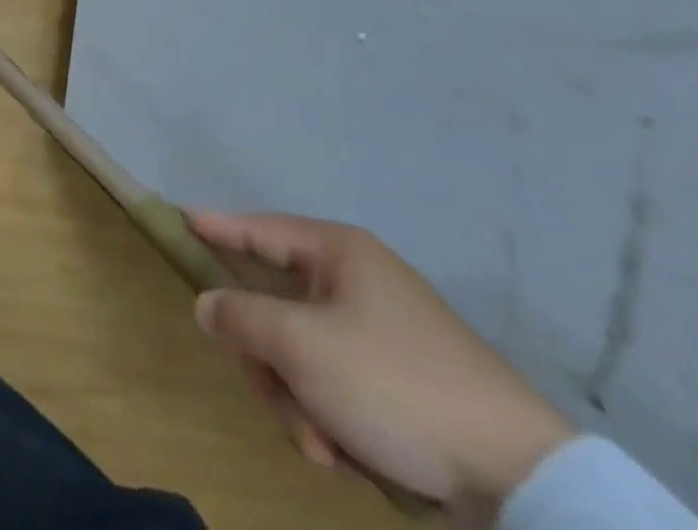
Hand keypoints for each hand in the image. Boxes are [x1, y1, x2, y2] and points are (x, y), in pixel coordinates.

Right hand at [190, 212, 572, 524]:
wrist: (519, 478)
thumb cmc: (394, 384)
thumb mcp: (301, 346)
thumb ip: (240, 317)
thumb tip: (207, 303)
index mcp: (337, 253)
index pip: (257, 228)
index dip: (215, 227)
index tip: (177, 219)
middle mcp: (356, 281)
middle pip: (274, 305)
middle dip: (268, 361)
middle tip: (272, 395)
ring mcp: (379, 332)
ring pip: (300, 353)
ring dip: (298, 401)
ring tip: (322, 447)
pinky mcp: (399, 381)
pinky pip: (334, 384)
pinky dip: (330, 419)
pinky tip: (345, 455)